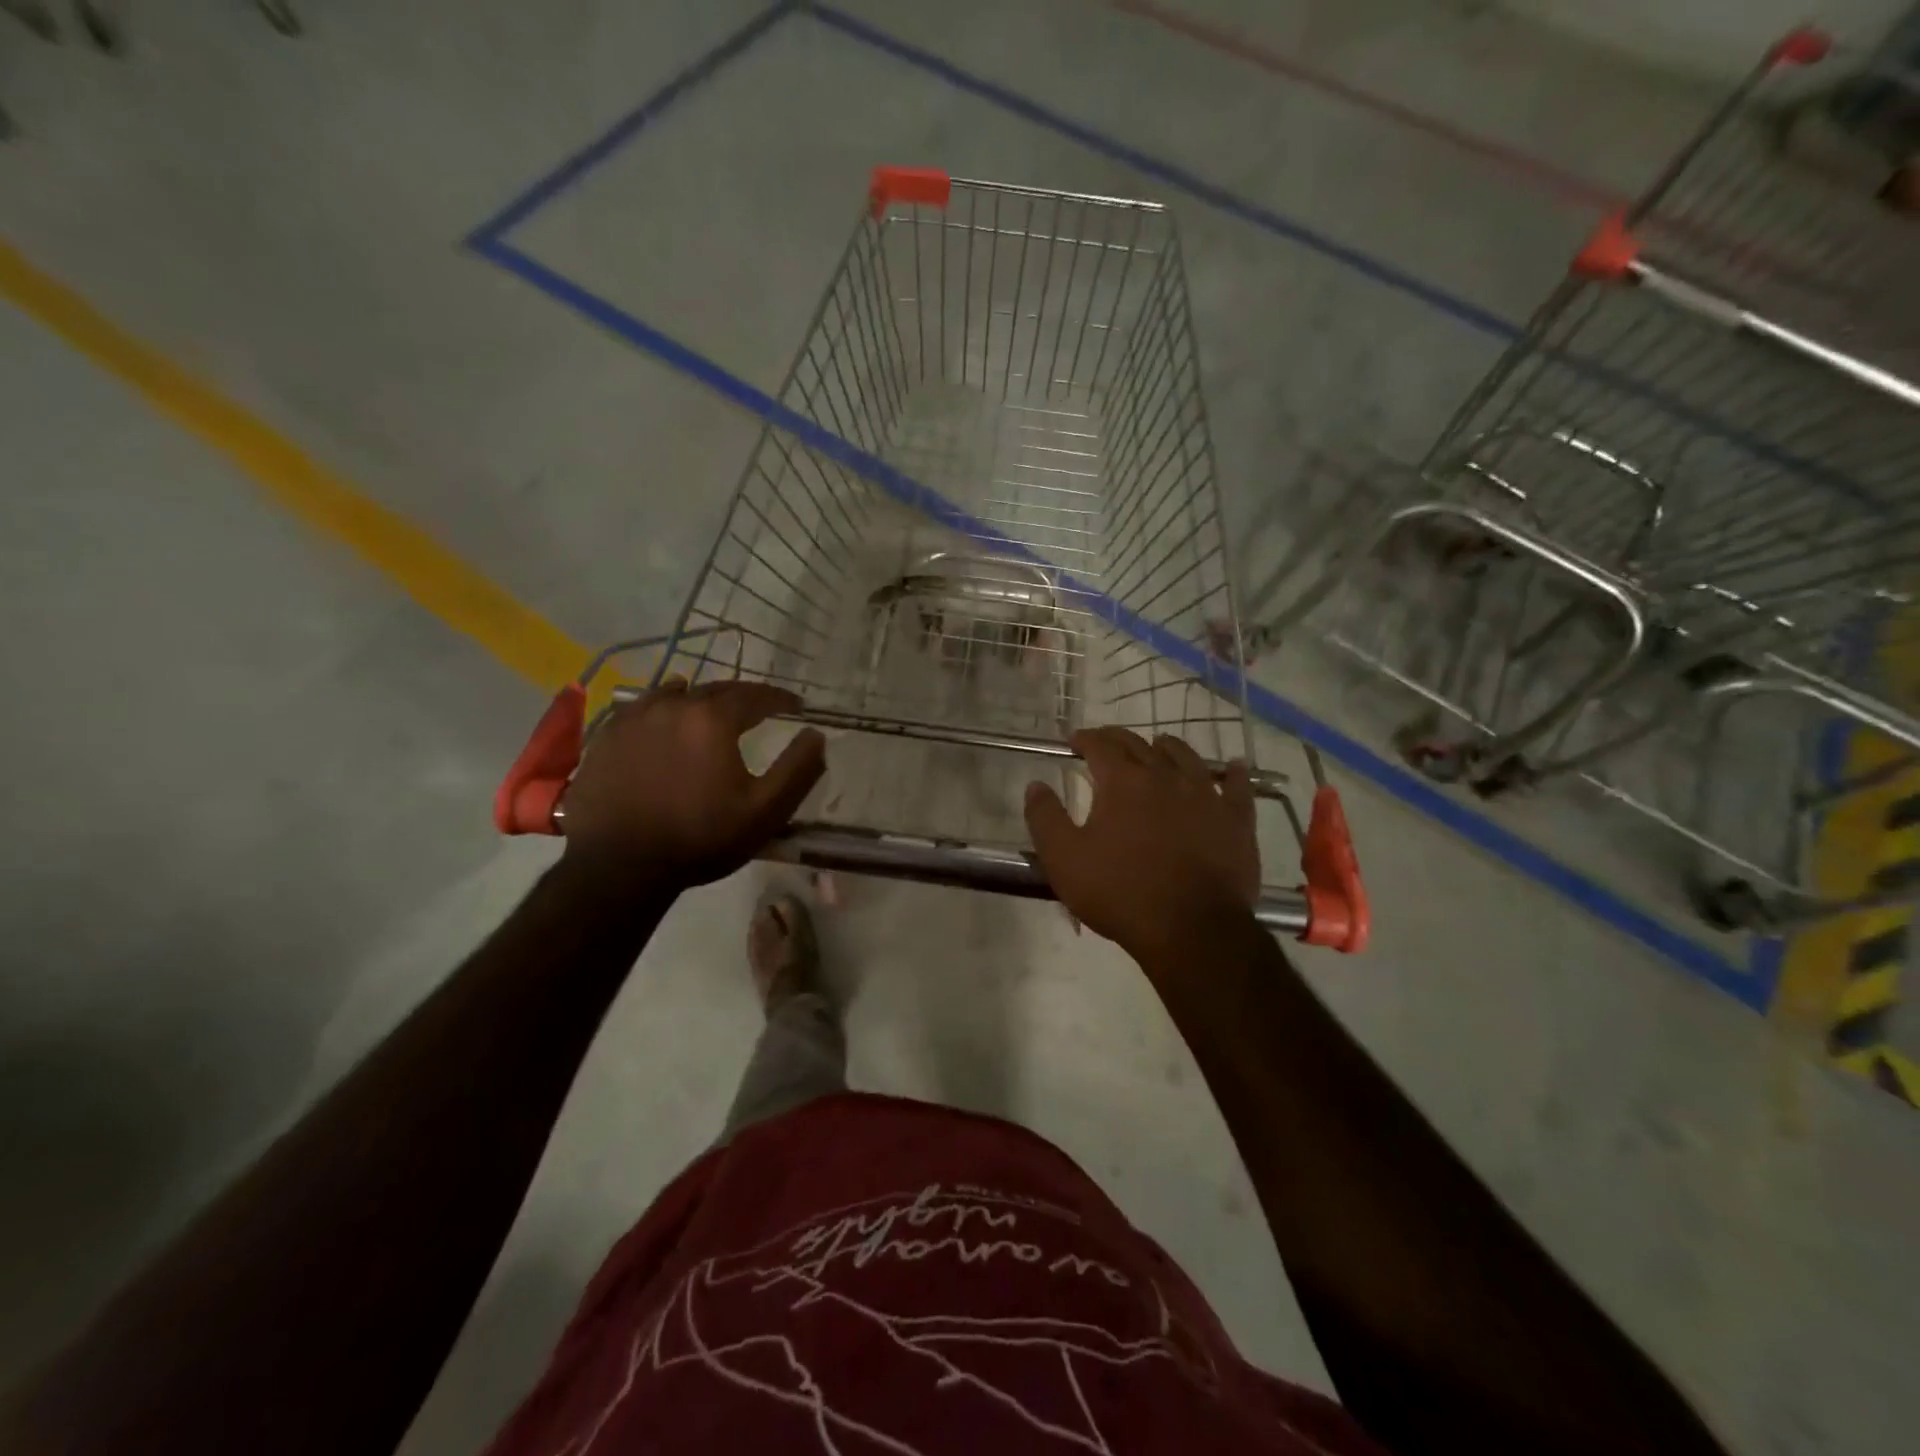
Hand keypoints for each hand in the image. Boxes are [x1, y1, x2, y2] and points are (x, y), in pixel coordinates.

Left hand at [561, 680, 825, 891]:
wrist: (619, 866)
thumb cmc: (700, 838)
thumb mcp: (765, 811)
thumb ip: (798, 769)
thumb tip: (816, 735)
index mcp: (712, 719)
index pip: (755, 695)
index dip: (780, 698)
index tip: (796, 705)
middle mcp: (672, 706)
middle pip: (715, 690)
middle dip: (742, 697)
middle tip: (759, 708)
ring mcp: (633, 719)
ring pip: (674, 694)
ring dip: (699, 699)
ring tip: (710, 710)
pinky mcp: (605, 738)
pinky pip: (640, 710)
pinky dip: (661, 710)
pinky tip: (663, 723)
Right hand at [1024, 727, 1259, 964]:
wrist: (1192, 929)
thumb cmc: (1120, 893)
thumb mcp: (1064, 859)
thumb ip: (1045, 817)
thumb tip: (1035, 785)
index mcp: (1122, 782)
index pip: (1101, 745)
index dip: (1085, 739)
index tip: (1074, 741)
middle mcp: (1165, 776)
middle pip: (1140, 745)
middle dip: (1118, 739)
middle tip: (1107, 743)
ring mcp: (1206, 795)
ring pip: (1186, 757)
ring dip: (1168, 747)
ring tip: (1159, 746)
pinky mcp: (1237, 819)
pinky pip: (1238, 786)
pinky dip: (1233, 773)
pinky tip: (1234, 768)